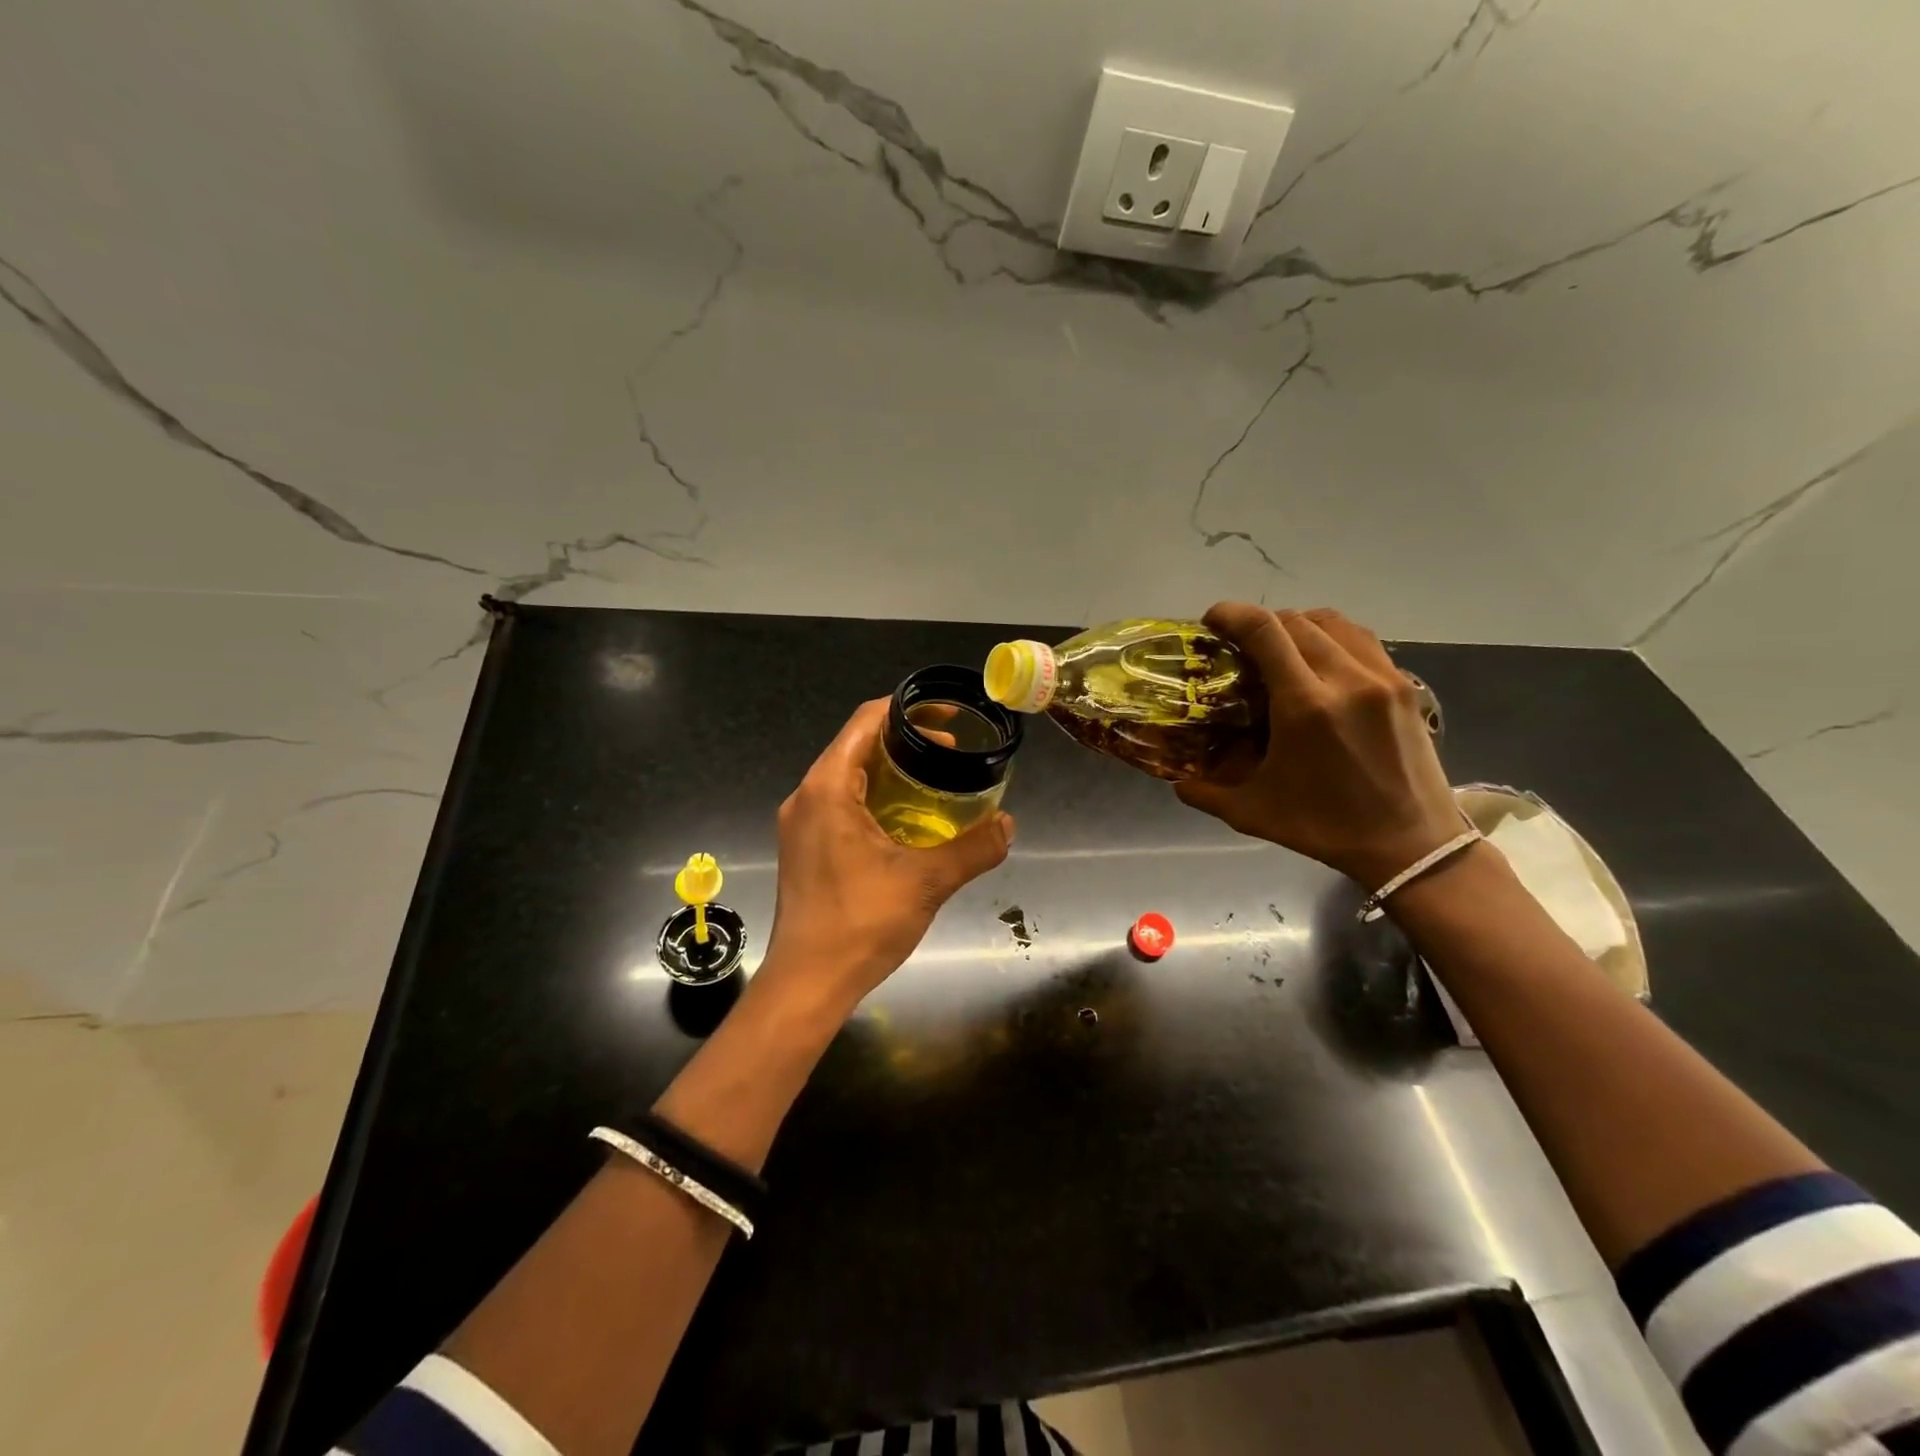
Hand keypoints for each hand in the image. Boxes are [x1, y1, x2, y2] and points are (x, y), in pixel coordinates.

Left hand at [762, 699, 1013, 1014]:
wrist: (807, 983)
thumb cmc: (860, 924)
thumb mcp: (926, 882)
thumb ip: (972, 848)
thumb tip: (1008, 825)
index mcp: (828, 788)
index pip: (865, 721)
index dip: (906, 710)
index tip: (945, 718)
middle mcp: (807, 796)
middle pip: (856, 746)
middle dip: (904, 742)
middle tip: (950, 753)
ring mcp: (801, 823)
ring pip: (848, 776)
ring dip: (889, 772)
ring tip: (934, 782)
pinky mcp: (803, 848)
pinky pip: (840, 803)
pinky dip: (874, 798)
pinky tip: (905, 821)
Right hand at [1175, 604, 1463, 887]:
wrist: (1411, 846)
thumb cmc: (1326, 828)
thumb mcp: (1253, 813)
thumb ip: (1205, 793)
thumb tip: (1176, 780)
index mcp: (1305, 706)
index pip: (1265, 631)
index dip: (1232, 614)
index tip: (1211, 621)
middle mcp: (1346, 679)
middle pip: (1295, 620)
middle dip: (1260, 623)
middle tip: (1239, 645)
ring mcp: (1382, 678)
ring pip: (1332, 622)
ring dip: (1297, 625)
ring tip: (1279, 648)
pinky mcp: (1404, 685)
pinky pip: (1361, 640)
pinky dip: (1332, 637)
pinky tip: (1320, 661)